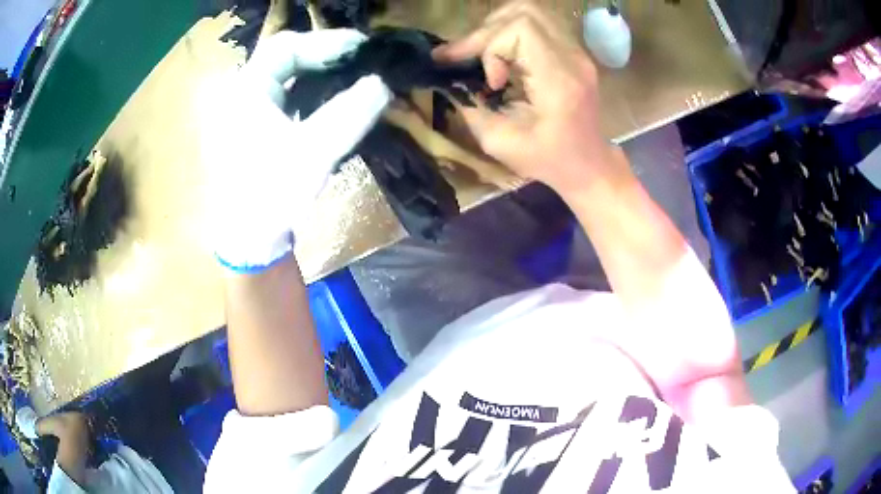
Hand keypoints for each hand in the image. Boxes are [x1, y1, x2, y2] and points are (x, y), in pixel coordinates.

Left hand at [198, 30, 391, 272]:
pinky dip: (309, 91)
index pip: (285, 46)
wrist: (247, 241)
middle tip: (361, 59)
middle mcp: (240, 94)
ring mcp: (244, 112)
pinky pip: (283, 96)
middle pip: (283, 57)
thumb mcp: (313, 153)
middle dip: (323, 54)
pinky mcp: (253, 129)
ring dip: (318, 71)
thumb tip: (382, 83)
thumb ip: (349, 114)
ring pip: (284, 76)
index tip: (362, 47)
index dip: (325, 41)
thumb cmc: (271, 195)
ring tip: (351, 74)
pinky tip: (329, 99)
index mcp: (244, 91)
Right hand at [433, 0, 626, 194]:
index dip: (491, 45)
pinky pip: (538, 24)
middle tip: (472, 58)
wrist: (588, 164)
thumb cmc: (548, 160)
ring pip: (531, 12)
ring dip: (498, 27)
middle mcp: (573, 57)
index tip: (488, 80)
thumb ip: (470, 106)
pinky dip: (512, 33)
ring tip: (485, 54)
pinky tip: (503, 56)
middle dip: (488, 31)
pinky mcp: (574, 52)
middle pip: (524, 12)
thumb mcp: (499, 142)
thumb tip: (450, 80)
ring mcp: (577, 52)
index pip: (521, 28)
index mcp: (559, 79)